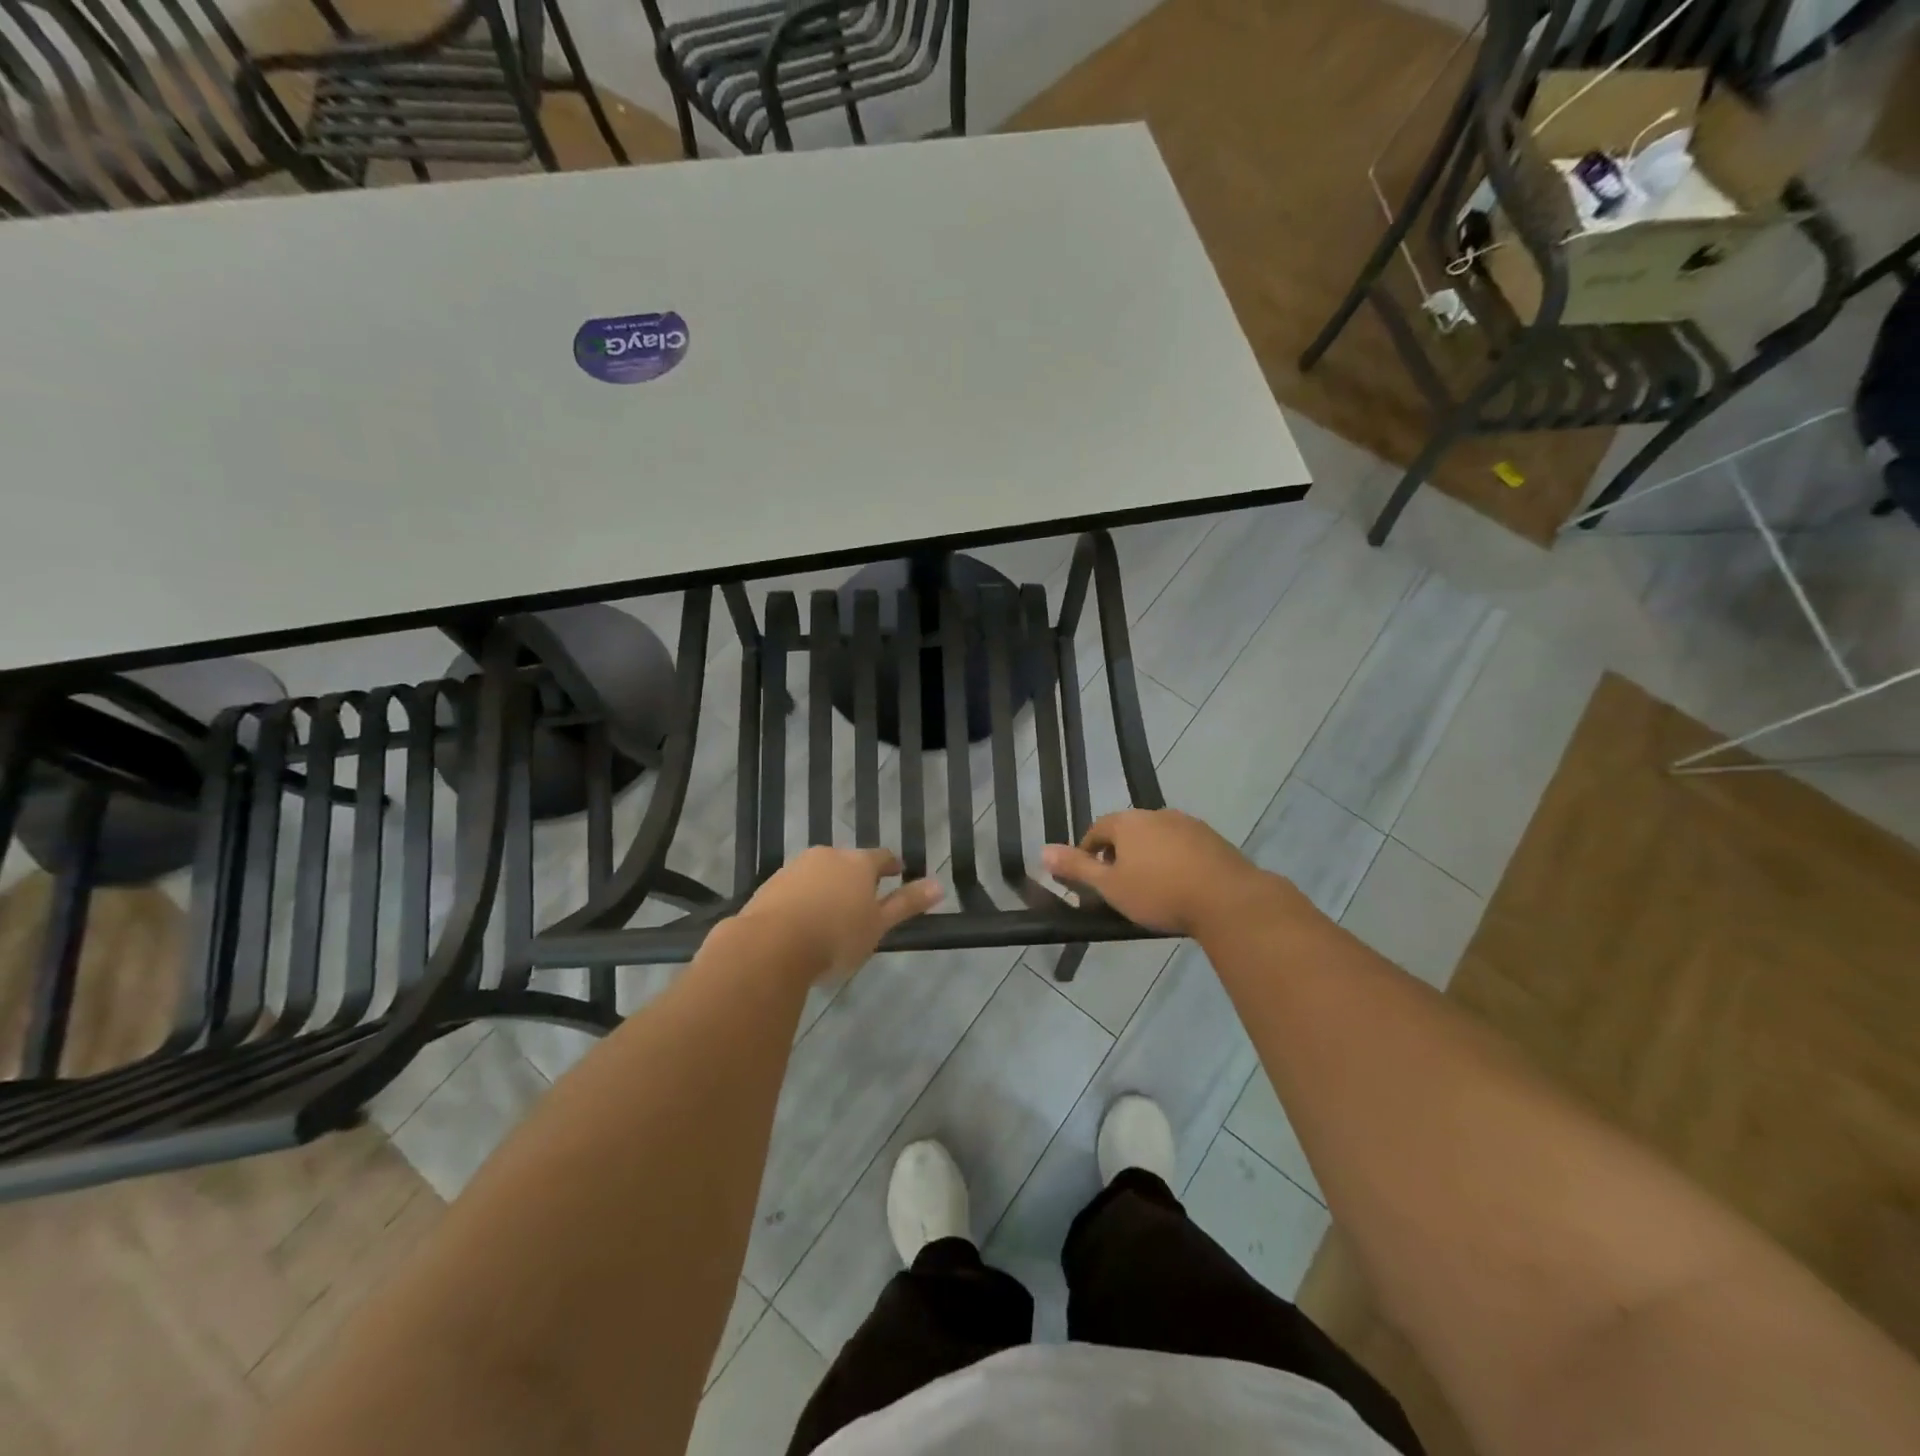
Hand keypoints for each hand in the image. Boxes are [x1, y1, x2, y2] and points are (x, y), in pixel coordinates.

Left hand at [735, 847, 942, 980]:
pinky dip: (804, 899)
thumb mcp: (878, 925)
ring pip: (820, 873)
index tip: (897, 874)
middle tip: (863, 901)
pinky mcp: (771, 885)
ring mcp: (796, 867)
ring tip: (832, 915)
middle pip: (848, 862)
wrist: (770, 946)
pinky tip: (803, 922)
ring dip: (828, 887)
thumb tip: (939, 884)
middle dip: (857, 878)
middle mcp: (827, 856)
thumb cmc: (836, 936)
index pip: (882, 857)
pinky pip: (796, 887)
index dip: (892, 866)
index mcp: (858, 862)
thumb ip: (907, 903)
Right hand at [1042, 809, 1286, 938]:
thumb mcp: (1110, 886)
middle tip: (1118, 887)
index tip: (1089, 880)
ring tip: (1149, 889)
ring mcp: (1188, 824)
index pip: (1097, 830)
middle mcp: (1157, 814)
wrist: (1227, 900)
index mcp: (1128, 822)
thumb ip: (1076, 868)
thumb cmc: (1159, 893)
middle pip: (1127, 831)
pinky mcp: (1213, 840)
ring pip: (1157, 838)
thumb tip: (1042, 850)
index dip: (1088, 853)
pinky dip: (1174, 861)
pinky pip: (1183, 847)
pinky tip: (1179, 886)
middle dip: (1118, 855)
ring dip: (1148, 857)